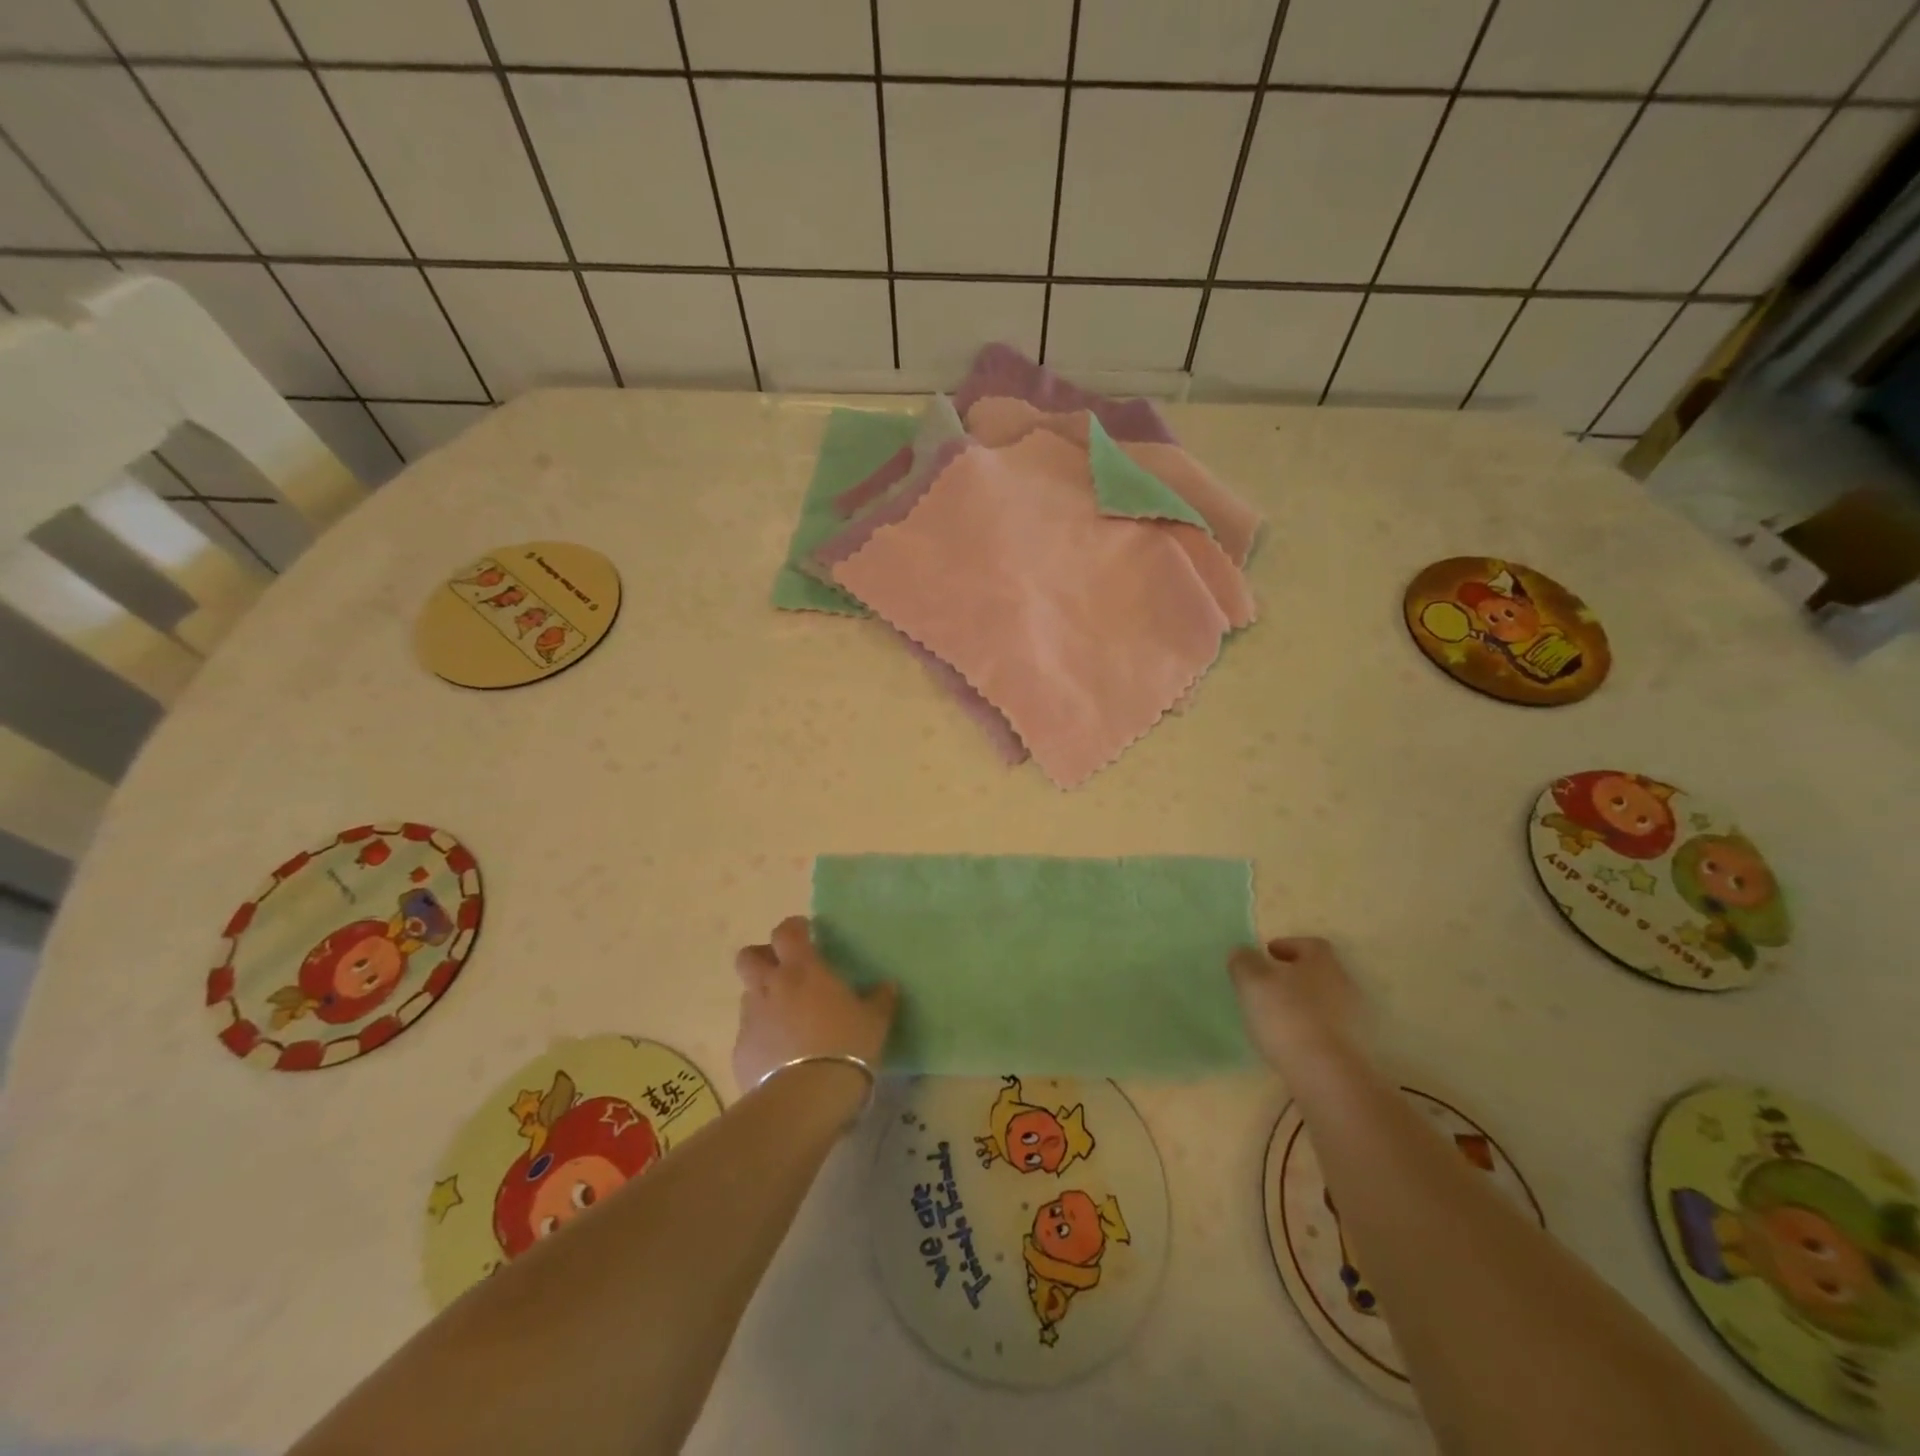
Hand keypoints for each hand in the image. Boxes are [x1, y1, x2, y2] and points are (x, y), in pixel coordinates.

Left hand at [732, 916, 897, 1088]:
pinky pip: (749, 1035)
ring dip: (764, 1000)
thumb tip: (888, 986)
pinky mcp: (740, 1052)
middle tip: (784, 971)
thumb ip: (880, 999)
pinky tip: (781, 1058)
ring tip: (787, 1020)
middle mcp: (770, 987)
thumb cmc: (847, 1046)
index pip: (786, 932)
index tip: (806, 933)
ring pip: (749, 996)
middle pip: (749, 957)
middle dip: (762, 958)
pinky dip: (762, 1038)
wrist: (806, 1098)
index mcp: (802, 970)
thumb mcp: (875, 1021)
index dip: (794, 928)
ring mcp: (751, 1019)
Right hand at [1228, 936, 1365, 1071]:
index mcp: (1322, 963)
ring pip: (1324, 1001)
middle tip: (1269, 983)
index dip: (1288, 945)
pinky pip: (1328, 1028)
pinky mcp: (1353, 1048)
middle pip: (1319, 972)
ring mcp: (1353, 1019)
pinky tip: (1291, 1039)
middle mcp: (1344, 985)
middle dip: (1295, 975)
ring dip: (1302, 1003)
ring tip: (1276, 1014)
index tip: (1268, 952)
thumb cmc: (1287, 1016)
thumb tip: (1242, 951)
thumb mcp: (1252, 982)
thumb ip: (1244, 962)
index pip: (1310, 944)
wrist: (1325, 1075)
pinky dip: (1310, 1027)